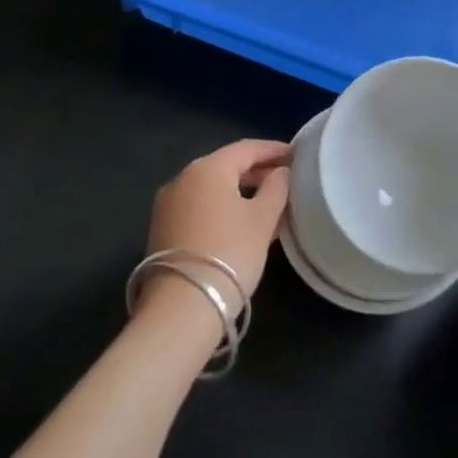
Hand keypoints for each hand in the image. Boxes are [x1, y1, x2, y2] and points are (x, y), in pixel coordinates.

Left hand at [141, 139, 290, 323]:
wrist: (181, 308)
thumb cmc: (230, 253)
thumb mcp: (263, 220)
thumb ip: (276, 189)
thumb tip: (280, 173)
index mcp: (208, 168)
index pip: (247, 148)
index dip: (273, 150)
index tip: (295, 154)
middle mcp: (183, 178)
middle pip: (226, 166)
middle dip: (257, 172)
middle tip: (284, 181)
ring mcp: (168, 204)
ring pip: (212, 189)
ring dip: (240, 192)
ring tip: (268, 205)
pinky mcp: (162, 229)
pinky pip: (199, 207)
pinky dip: (222, 208)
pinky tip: (241, 224)